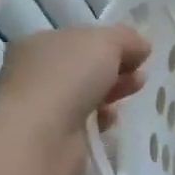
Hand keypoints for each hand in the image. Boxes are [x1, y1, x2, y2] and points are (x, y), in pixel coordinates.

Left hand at [0, 26, 149, 143]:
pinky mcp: (51, 135)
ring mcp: (41, 106)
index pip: (80, 38)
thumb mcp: (107, 41)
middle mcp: (34, 72)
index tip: (136, 53)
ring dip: (113, 92)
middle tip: (139, 75)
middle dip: (117, 68)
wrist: (43, 136)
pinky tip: (109, 119)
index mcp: (37, 43)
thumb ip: (127, 38)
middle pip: (85, 67)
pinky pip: (85, 121)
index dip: (110, 43)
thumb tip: (141, 47)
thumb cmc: (69, 77)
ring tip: (132, 94)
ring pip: (86, 94)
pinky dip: (101, 119)